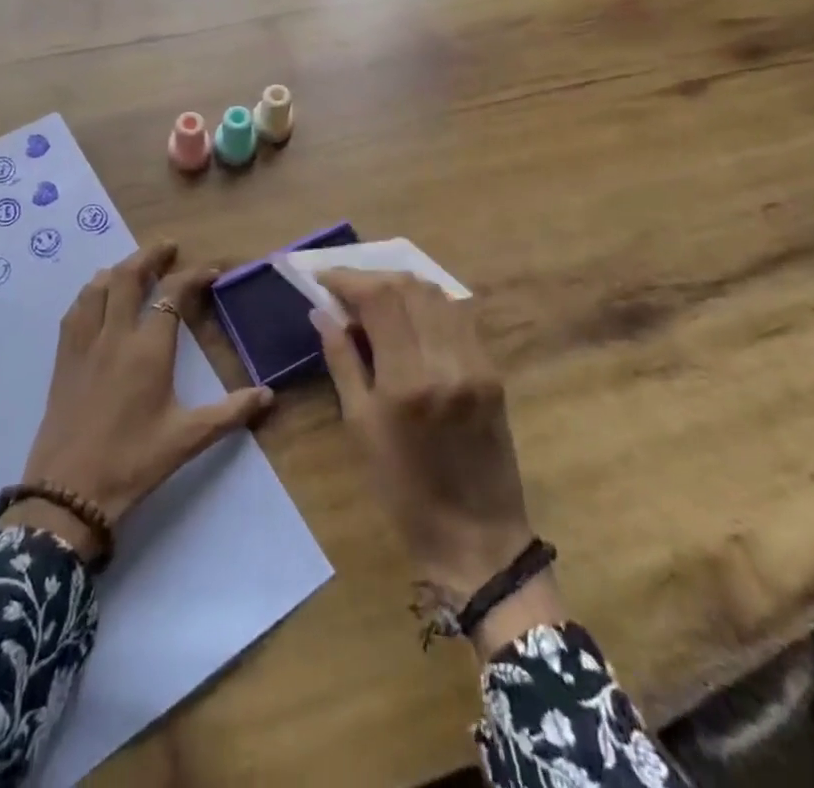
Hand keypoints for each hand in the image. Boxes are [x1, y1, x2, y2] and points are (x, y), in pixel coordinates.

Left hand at [4, 241, 273, 560]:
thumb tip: (269, 395)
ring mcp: (84, 344)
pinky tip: (96, 297)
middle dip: (149, 256)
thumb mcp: (187, 439)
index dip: (192, 276)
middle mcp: (115, 335)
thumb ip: (230, 413)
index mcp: (148, 350)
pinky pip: (75, 310)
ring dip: (119, 269)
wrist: (68, 493)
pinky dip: (91, 292)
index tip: (210, 272)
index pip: (171, 294)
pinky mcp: (63, 359)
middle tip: (167, 248)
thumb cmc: (132, 462)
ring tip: (134, 266)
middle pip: (129, 277)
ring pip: (98, 287)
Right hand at [311, 269, 564, 657]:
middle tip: (345, 289)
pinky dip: (429, 305)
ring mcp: (475, 361)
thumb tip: (322, 313)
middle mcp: (445, 359)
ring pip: (436, 294)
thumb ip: (342, 361)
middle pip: (408, 286)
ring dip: (401, 287)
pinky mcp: (492, 369)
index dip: (347, 278)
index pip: (378, 297)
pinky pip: (458, 316)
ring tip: (374, 300)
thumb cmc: (403, 490)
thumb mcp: (360, 427)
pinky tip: (410, 318)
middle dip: (372, 278)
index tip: (321, 276)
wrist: (477, 537)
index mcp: (407, 379)